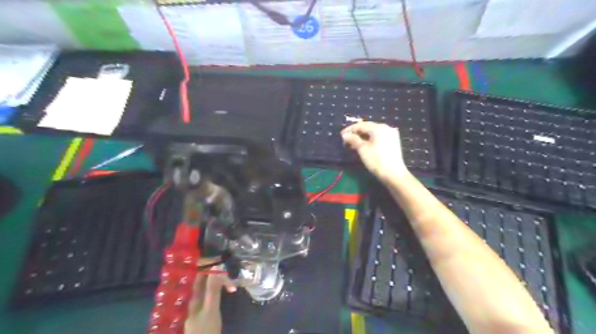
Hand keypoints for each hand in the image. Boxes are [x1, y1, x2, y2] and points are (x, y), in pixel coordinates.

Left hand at [186, 259, 235, 333]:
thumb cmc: (206, 330)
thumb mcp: (211, 310)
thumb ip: (213, 289)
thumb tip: (216, 267)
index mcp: (191, 294)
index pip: (197, 271)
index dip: (207, 262)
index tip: (222, 260)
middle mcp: (192, 294)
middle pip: (203, 275)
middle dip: (216, 269)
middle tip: (230, 268)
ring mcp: (198, 300)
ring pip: (208, 282)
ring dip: (219, 277)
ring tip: (231, 277)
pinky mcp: (204, 305)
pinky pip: (211, 289)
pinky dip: (219, 285)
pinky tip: (227, 286)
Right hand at [340, 122, 409, 181]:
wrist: (393, 174)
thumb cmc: (377, 160)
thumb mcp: (362, 149)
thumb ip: (353, 139)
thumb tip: (345, 135)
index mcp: (379, 128)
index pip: (361, 125)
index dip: (350, 129)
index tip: (341, 135)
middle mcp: (386, 128)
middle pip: (368, 128)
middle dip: (356, 133)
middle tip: (346, 140)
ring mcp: (391, 135)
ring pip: (373, 133)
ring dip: (362, 137)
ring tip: (353, 144)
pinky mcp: (393, 142)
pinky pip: (378, 137)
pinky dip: (369, 140)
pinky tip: (363, 145)